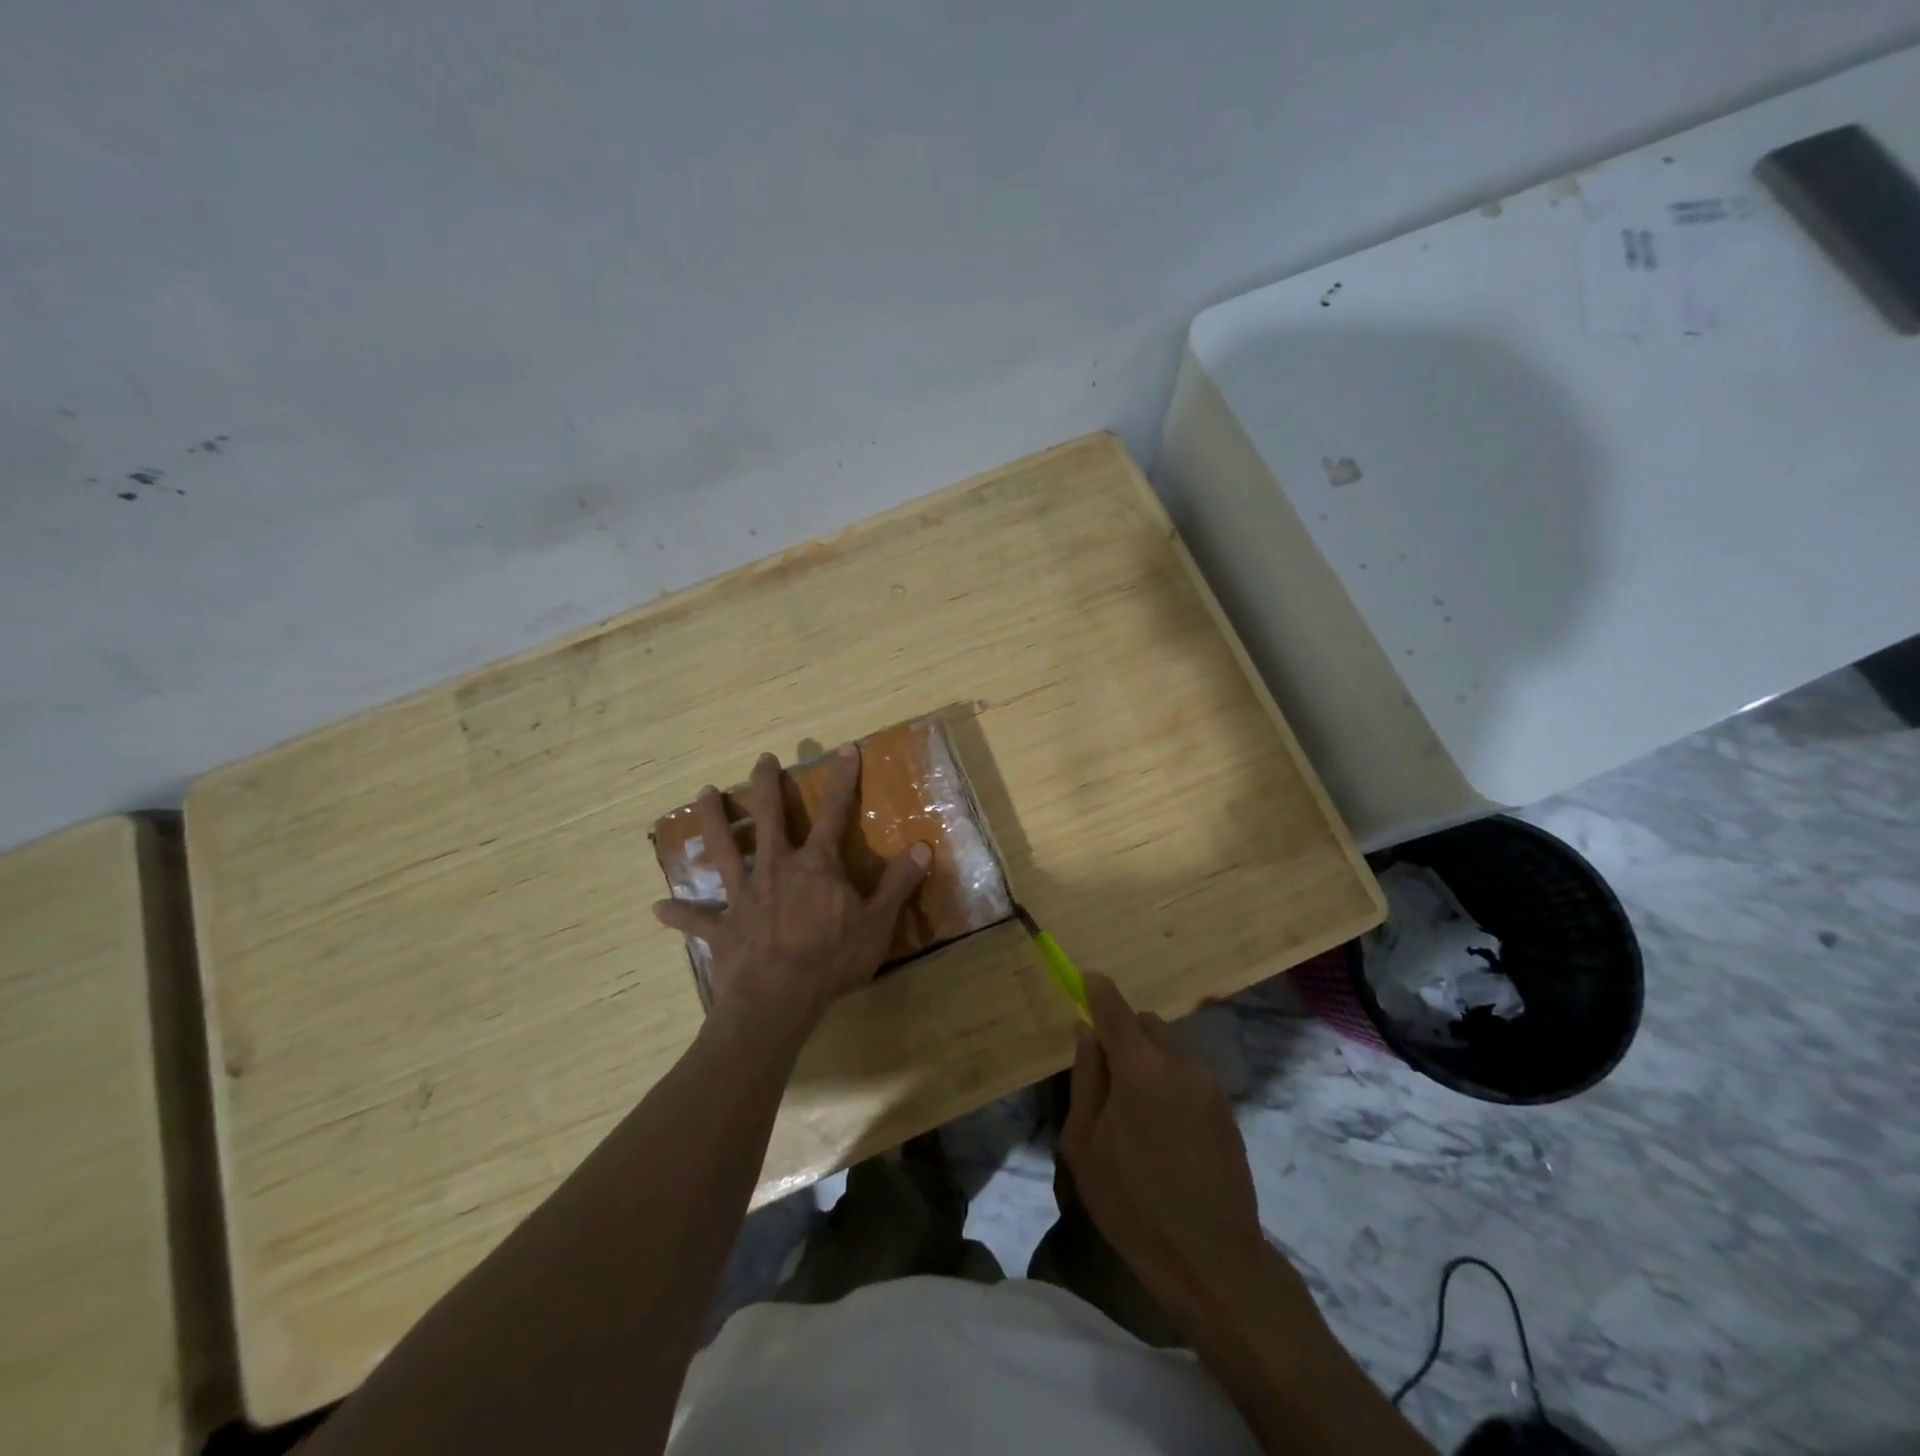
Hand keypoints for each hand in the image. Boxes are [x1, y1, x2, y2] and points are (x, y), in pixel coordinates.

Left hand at [652, 746, 929, 1032]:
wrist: (777, 999)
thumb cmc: (832, 959)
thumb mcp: (877, 923)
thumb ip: (898, 884)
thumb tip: (922, 847)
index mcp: (816, 865)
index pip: (834, 812)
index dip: (842, 779)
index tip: (844, 749)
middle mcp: (776, 868)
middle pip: (768, 817)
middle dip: (765, 785)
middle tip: (761, 759)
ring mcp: (744, 895)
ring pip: (724, 849)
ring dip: (713, 820)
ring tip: (702, 794)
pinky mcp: (722, 927)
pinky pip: (696, 919)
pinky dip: (679, 913)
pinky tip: (658, 908)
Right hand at [1062, 974, 1266, 1312]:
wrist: (1212, 1260)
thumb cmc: (1133, 1205)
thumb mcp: (1085, 1145)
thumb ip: (1084, 1079)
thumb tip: (1085, 1031)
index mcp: (1139, 1068)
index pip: (1114, 1008)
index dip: (1097, 989)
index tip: (1083, 979)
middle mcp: (1178, 1064)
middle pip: (1146, 1022)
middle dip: (1123, 1033)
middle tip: (1106, 1074)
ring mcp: (1208, 1085)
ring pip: (1170, 1047)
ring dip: (1148, 1058)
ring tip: (1136, 1110)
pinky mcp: (1226, 1108)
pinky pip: (1189, 1074)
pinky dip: (1170, 1081)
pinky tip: (1164, 1129)